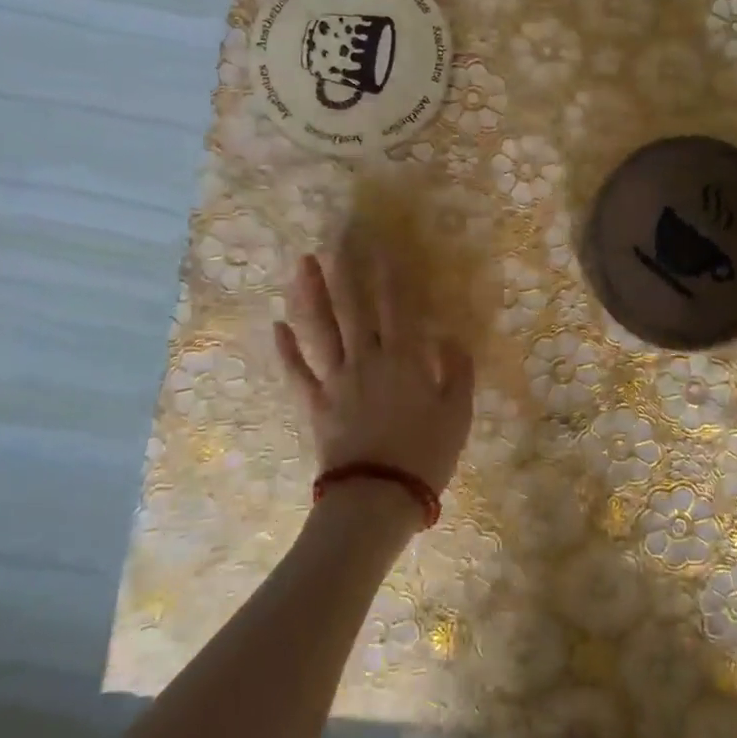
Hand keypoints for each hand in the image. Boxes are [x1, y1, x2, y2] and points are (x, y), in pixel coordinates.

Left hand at [274, 241, 474, 495]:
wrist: (378, 498)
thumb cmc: (426, 455)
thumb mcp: (459, 413)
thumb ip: (457, 370)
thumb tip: (448, 336)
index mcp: (403, 359)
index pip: (395, 306)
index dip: (389, 275)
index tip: (380, 245)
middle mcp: (366, 360)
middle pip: (353, 308)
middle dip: (345, 271)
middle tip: (336, 239)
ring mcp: (335, 381)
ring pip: (320, 330)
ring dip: (309, 295)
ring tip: (302, 266)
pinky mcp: (314, 405)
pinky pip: (297, 372)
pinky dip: (286, 349)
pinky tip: (278, 326)